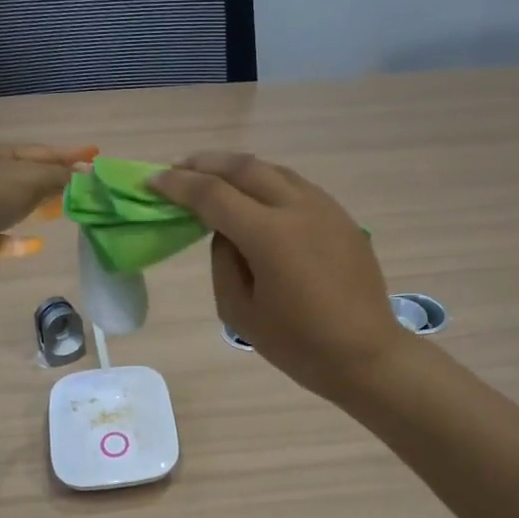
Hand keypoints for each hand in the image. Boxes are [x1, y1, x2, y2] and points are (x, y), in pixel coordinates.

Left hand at [0, 142, 95, 277]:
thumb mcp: (29, 178)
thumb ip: (60, 178)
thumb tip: (87, 178)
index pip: (41, 151)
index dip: (70, 153)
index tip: (96, 154)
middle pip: (27, 176)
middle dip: (54, 179)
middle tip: (82, 185)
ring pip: (13, 205)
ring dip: (37, 207)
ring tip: (61, 211)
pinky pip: (1, 238)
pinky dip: (18, 241)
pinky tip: (35, 244)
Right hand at [152, 152, 409, 400]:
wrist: (366, 354)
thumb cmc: (298, 344)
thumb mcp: (240, 311)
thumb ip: (223, 261)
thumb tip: (225, 232)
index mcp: (269, 235)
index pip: (213, 195)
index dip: (178, 185)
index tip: (152, 181)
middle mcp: (298, 208)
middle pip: (244, 167)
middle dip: (205, 163)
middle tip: (177, 167)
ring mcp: (325, 208)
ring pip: (274, 170)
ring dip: (238, 168)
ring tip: (213, 175)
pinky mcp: (341, 217)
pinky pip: (296, 186)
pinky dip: (267, 182)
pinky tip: (256, 196)